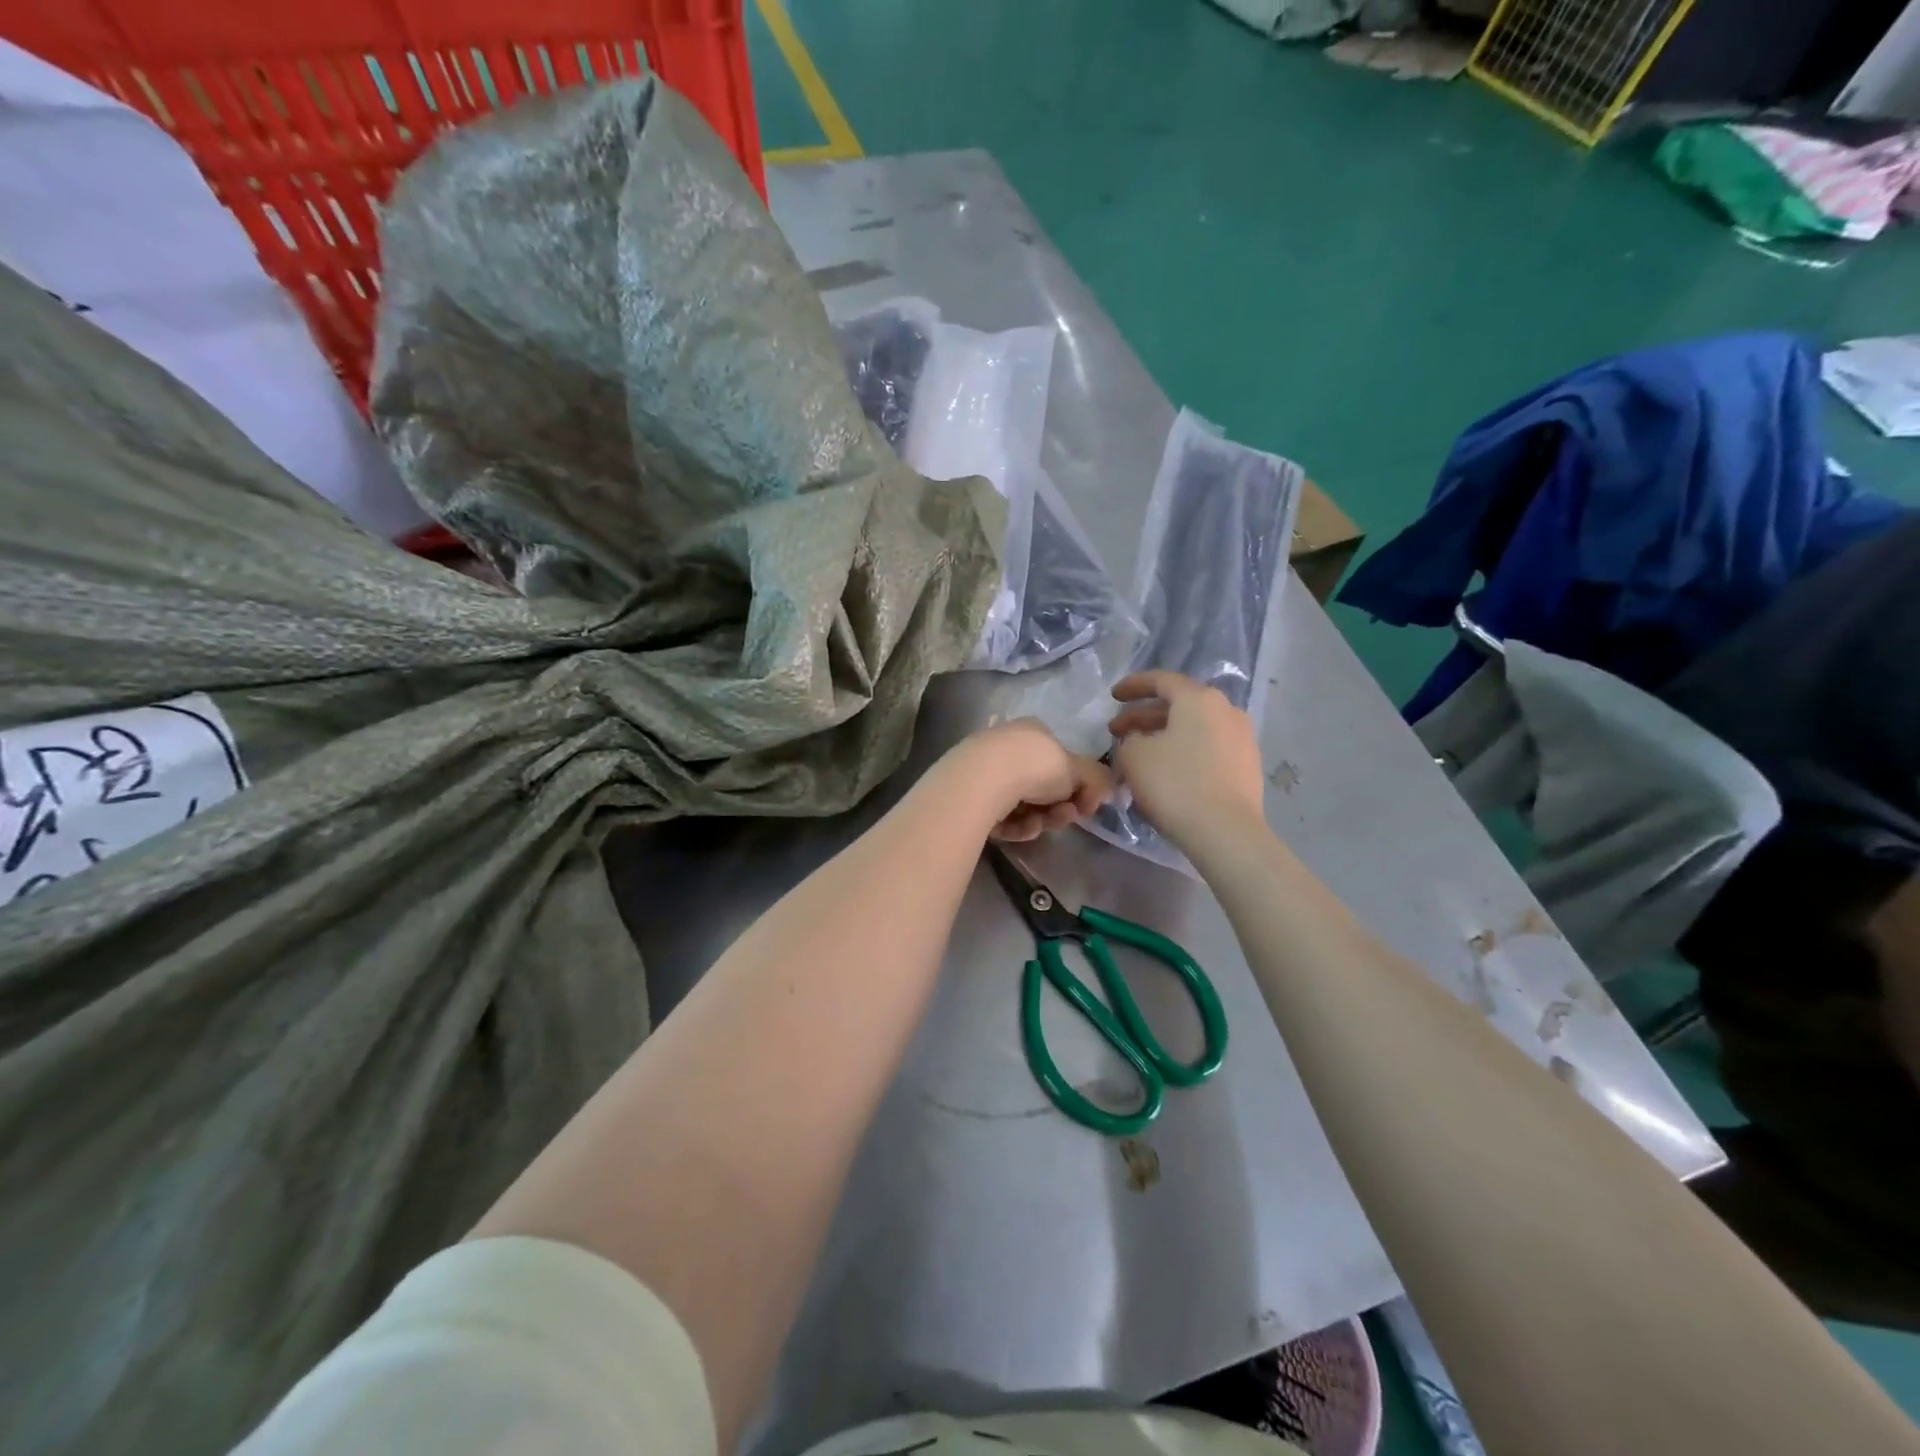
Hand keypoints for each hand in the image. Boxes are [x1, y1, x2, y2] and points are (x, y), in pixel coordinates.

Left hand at [946, 719, 1113, 841]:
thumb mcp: (1077, 769)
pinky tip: (1017, 828)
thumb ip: (1096, 779)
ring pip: (1023, 806)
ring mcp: (986, 772)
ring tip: (1039, 825)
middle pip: (1041, 788)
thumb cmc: (1035, 765)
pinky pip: (1002, 817)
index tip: (1085, 805)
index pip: (1059, 762)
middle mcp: (1008, 748)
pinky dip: (1015, 825)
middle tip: (1066, 816)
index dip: (1075, 787)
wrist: (983, 779)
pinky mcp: (970, 797)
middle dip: (1058, 808)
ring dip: (1039, 820)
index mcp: (1032, 733)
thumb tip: (1104, 792)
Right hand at [1108, 671, 1264, 849]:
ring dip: (1164, 736)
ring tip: (1140, 753)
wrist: (1226, 832)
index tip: (1113, 696)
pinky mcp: (1247, 767)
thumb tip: (1138, 742)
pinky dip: (1184, 752)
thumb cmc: (1175, 784)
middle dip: (1144, 716)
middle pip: (1179, 705)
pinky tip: (1167, 772)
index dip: (1133, 686)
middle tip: (1117, 732)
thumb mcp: (1134, 757)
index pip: (1161, 680)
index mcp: (1199, 699)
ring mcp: (1242, 739)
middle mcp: (1226, 710)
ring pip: (1194, 728)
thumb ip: (1129, 740)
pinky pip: (1208, 749)